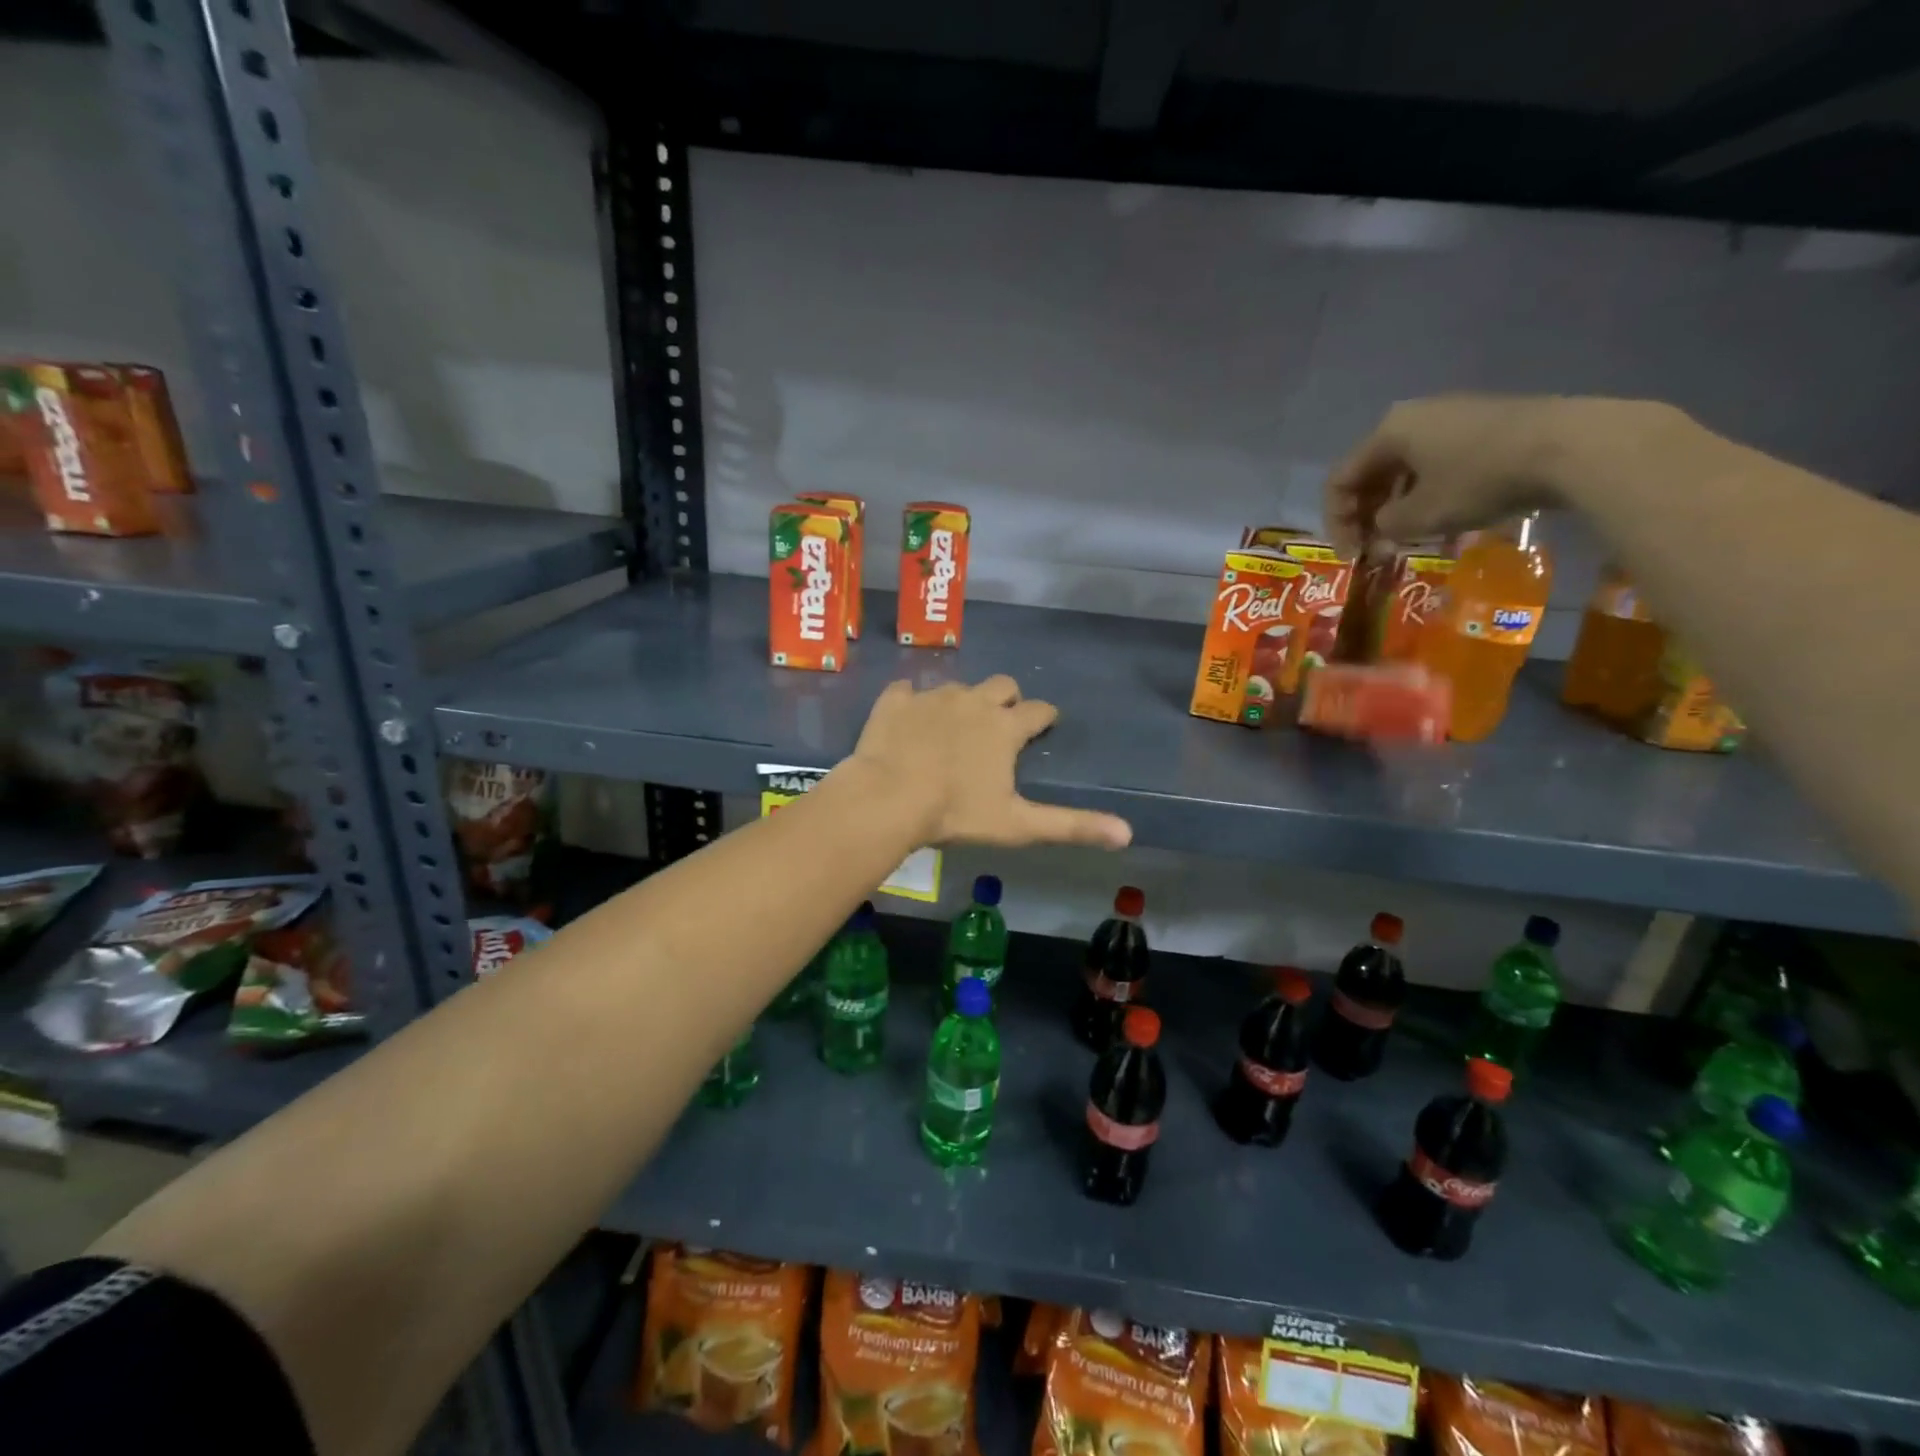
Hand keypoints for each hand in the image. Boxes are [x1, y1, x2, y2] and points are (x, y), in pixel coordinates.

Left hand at [843, 676, 1132, 849]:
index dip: (1045, 717)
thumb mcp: (1018, 824)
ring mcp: (932, 697)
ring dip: (961, 703)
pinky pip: (907, 690)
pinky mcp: (895, 700)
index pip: (1039, 710)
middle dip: (1007, 699)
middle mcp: (974, 701)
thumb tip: (1127, 833)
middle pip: (1003, 685)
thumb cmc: (955, 813)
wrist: (887, 798)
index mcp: (1005, 727)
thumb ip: (1071, 825)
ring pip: (957, 687)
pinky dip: (911, 702)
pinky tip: (907, 720)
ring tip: (951, 729)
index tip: (1044, 725)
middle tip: (999, 724)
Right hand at [1323, 395, 1665, 555]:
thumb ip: (1385, 526)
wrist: (1570, 445)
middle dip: (1367, 516)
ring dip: (1397, 508)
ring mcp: (1451, 417)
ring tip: (1408, 540)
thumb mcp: (1420, 515)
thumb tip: (1383, 528)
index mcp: (1388, 431)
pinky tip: (1442, 519)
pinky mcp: (1483, 426)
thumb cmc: (1478, 478)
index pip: (1340, 481)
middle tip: (1376, 550)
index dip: (1337, 523)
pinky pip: (1436, 464)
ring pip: (1404, 470)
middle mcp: (1413, 416)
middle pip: (1371, 473)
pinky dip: (1427, 494)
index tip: (1352, 556)